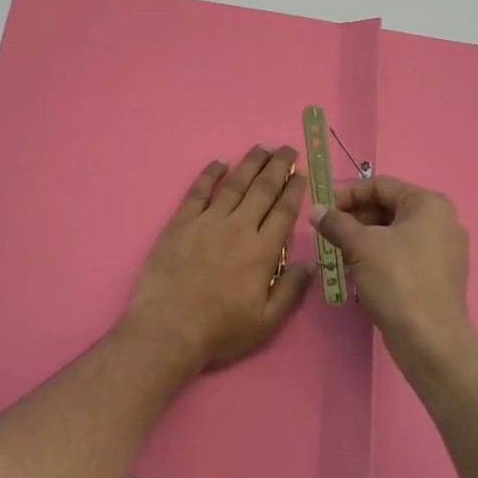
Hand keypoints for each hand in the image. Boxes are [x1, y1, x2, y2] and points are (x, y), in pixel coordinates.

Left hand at [122, 146, 313, 371]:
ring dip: (250, 163)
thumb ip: (290, 290)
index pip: (283, 211)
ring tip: (262, 147)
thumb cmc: (220, 330)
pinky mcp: (180, 223)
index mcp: (262, 251)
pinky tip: (219, 162)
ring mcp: (207, 222)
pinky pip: (198, 191)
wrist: (168, 327)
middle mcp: (238, 228)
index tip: (302, 173)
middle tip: (287, 149)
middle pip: (262, 190)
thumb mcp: (267, 321)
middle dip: (278, 166)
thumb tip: (309, 263)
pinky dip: (210, 174)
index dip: (295, 190)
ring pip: (234, 184)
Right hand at [312, 175, 472, 364]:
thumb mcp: (360, 246)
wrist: (430, 340)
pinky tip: (357, 272)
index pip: (379, 185)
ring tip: (337, 255)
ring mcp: (443, 250)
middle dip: (354, 219)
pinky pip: (403, 255)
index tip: (322, 211)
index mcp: (429, 204)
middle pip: (387, 208)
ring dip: (362, 240)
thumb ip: (335, 223)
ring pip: (393, 233)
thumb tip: (316, 210)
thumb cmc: (397, 280)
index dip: (346, 194)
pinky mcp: (438, 276)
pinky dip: (379, 257)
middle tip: (327, 235)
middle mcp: (442, 221)